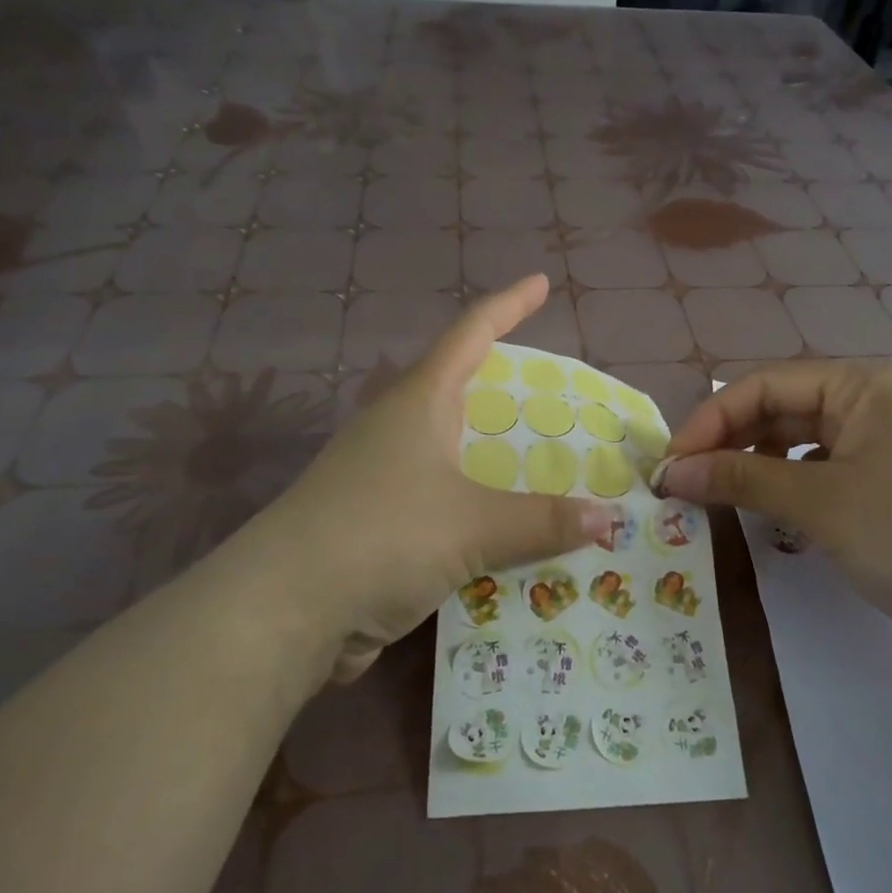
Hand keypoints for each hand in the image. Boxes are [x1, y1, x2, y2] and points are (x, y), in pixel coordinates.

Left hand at [201, 275, 619, 681]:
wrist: (284, 610)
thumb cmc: (383, 535)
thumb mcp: (474, 524)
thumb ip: (543, 521)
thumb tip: (608, 520)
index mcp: (419, 401)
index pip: (471, 333)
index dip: (509, 305)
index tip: (539, 282)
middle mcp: (398, 427)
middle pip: (458, 387)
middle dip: (504, 385)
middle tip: (554, 394)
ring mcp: (381, 474)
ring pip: (451, 448)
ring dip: (493, 453)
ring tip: (543, 462)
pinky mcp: (376, 520)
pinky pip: (442, 499)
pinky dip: (478, 504)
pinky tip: (507, 526)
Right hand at [655, 362, 891, 656]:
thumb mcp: (818, 502)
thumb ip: (741, 477)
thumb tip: (673, 472)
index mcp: (862, 385)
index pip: (765, 385)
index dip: (712, 420)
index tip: (673, 464)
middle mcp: (872, 404)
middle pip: (781, 408)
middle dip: (730, 442)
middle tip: (686, 483)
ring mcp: (883, 446)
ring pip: (799, 441)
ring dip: (754, 463)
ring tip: (720, 495)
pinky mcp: (887, 486)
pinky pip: (821, 471)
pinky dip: (787, 485)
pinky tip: (768, 509)